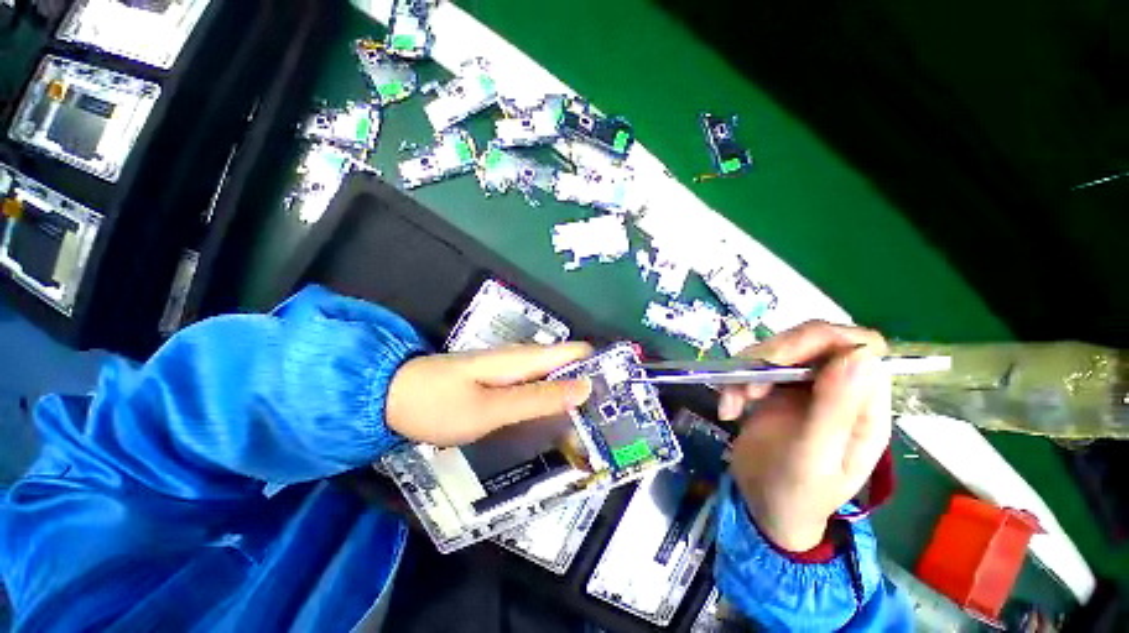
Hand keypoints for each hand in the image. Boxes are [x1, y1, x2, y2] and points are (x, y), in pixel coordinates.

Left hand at [386, 342, 593, 446]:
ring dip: (573, 400)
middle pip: (569, 367)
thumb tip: (584, 388)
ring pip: (555, 381)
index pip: (577, 353)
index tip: (620, 395)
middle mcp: (524, 360)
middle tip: (610, 423)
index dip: (600, 367)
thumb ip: (538, 399)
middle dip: (590, 389)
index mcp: (525, 359)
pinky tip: (557, 427)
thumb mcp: (491, 408)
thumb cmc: (439, 403)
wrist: (392, 398)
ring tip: (592, 431)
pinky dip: (552, 405)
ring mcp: (513, 372)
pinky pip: (538, 391)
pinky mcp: (503, 384)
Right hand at [720, 321, 890, 551]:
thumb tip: (858, 354)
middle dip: (774, 356)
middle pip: (812, 340)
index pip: (859, 346)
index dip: (822, 340)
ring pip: (778, 350)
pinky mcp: (776, 389)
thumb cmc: (798, 493)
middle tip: (747, 385)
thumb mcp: (815, 457)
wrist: (764, 507)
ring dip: (748, 370)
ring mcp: (805, 386)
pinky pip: (754, 366)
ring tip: (734, 402)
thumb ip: (836, 409)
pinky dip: (735, 381)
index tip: (781, 360)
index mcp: (863, 405)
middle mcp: (838, 388)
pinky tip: (729, 408)